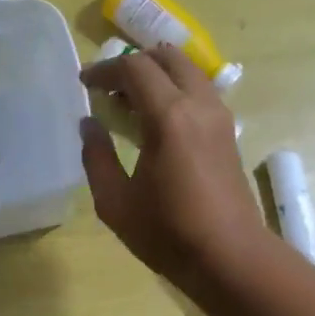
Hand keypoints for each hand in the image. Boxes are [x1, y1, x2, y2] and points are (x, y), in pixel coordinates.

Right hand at [79, 45, 276, 289]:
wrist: (230, 257)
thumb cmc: (168, 234)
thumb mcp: (116, 203)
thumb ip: (96, 157)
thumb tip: (89, 124)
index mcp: (169, 116)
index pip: (134, 68)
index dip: (104, 70)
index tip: (84, 84)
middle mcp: (199, 105)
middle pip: (168, 58)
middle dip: (135, 64)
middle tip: (110, 89)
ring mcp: (220, 118)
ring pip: (189, 72)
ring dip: (159, 76)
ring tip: (132, 105)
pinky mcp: (229, 135)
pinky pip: (201, 94)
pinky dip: (176, 92)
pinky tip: (158, 123)